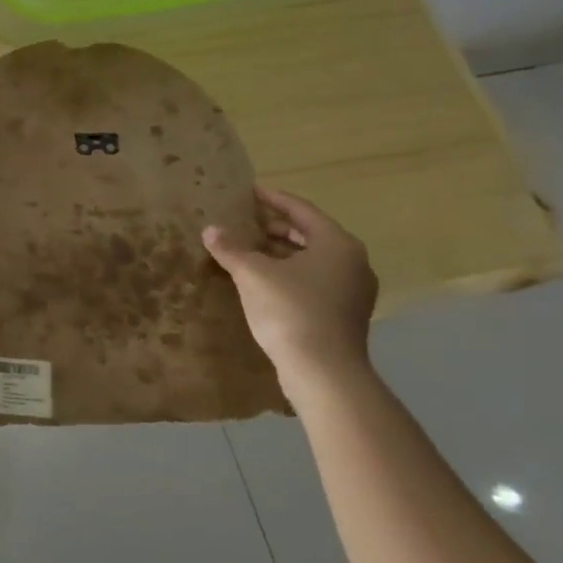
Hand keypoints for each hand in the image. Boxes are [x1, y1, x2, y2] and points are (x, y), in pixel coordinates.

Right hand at [203, 186, 377, 384]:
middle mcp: (352, 262)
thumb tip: (210, 230)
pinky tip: (263, 281)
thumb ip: (231, 249)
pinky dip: (289, 273)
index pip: (301, 210)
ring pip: (312, 260)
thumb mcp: (252, 274)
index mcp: (337, 244)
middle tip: (244, 221)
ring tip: (248, 250)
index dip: (273, 199)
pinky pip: (314, 281)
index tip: (250, 192)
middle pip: (310, 234)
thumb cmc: (290, 310)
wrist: (323, 370)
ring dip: (280, 252)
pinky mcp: (343, 314)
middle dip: (275, 227)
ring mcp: (352, 290)